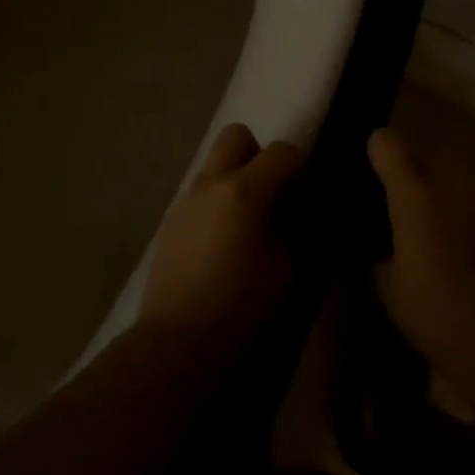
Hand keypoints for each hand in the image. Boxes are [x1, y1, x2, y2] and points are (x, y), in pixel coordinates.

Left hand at [140, 123, 302, 346]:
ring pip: (214, 163)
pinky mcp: (170, 220)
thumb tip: (291, 213)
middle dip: (258, 154)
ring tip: (246, 219)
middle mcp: (211, 183)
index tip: (305, 200)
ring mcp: (186, 199)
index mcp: (244, 190)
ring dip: (234, 177)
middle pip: (237, 135)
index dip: (300, 170)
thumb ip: (291, 228)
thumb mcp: (285, 268)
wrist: (177, 338)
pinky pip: (199, 192)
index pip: (282, 151)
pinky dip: (216, 200)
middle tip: (270, 191)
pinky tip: (221, 239)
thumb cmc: (240, 304)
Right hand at [369, 127, 474, 390]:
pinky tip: (460, 257)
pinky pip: (471, 207)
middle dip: (406, 181)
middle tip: (395, 218)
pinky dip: (460, 220)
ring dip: (435, 200)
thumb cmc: (431, 311)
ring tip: (429, 240)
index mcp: (414, 194)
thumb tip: (376, 234)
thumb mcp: (384, 282)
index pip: (387, 142)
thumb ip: (376, 243)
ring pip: (448, 184)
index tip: (369, 178)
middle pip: (420, 161)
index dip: (375, 153)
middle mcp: (449, 185)